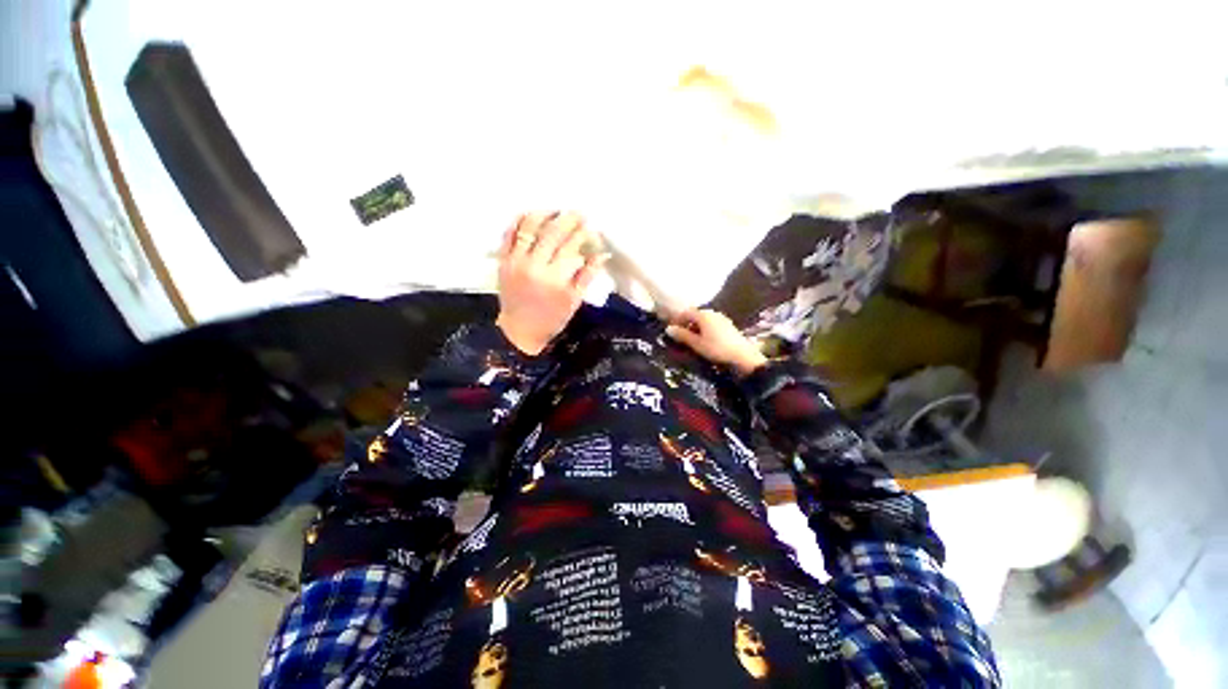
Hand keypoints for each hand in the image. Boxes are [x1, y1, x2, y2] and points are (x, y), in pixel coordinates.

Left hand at [496, 212, 604, 354]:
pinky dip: (519, 221)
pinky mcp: (503, 261)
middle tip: (578, 213)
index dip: (583, 234)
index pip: (571, 246)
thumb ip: (588, 275)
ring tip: (555, 211)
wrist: (520, 330)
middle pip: (552, 233)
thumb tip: (602, 253)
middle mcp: (534, 266)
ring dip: (543, 214)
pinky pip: (508, 234)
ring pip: (528, 228)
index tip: (591, 228)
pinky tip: (530, 215)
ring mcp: (515, 262)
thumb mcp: (574, 300)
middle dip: (567, 219)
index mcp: (555, 279)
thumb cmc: (552, 318)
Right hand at [666, 309, 766, 376]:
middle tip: (680, 337)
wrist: (742, 356)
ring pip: (703, 320)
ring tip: (692, 340)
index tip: (672, 331)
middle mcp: (712, 313)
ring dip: (695, 328)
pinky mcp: (728, 326)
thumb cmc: (716, 348)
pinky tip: (705, 341)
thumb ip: (682, 335)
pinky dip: (704, 330)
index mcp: (703, 315)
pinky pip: (711, 324)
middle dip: (686, 324)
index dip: (677, 321)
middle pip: (695, 315)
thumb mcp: (696, 344)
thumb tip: (668, 329)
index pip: (685, 313)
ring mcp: (721, 319)